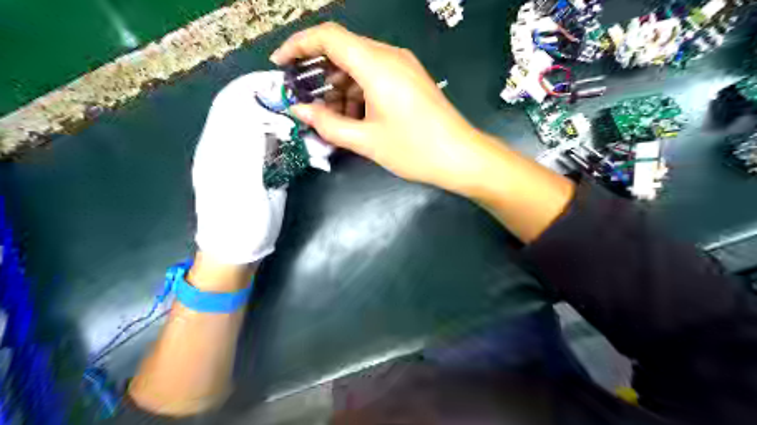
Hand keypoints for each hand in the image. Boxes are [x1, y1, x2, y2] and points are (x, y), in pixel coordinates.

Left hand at [193, 71, 291, 264]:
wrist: (236, 251)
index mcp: (218, 145)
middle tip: (306, 105)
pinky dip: (294, 143)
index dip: (257, 88)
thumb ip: (246, 146)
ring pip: (267, 128)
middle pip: (252, 110)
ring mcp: (248, 158)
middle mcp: (230, 145)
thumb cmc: (236, 222)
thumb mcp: (238, 183)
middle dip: (278, 103)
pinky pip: (277, 147)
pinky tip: (309, 148)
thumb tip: (257, 112)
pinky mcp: (262, 170)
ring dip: (290, 124)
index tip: (287, 85)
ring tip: (310, 127)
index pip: (234, 102)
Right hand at [272, 21, 497, 194]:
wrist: (461, 157)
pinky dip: (358, 94)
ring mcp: (402, 67)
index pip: (328, 37)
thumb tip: (299, 110)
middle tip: (305, 102)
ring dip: (340, 89)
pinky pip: (375, 77)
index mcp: (376, 64)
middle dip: (319, 75)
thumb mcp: (366, 140)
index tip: (279, 65)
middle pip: (342, 52)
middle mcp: (389, 56)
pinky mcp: (409, 80)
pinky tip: (356, 119)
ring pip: (358, 67)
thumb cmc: (414, 149)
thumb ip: (327, 124)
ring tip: (332, 120)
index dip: (298, 45)